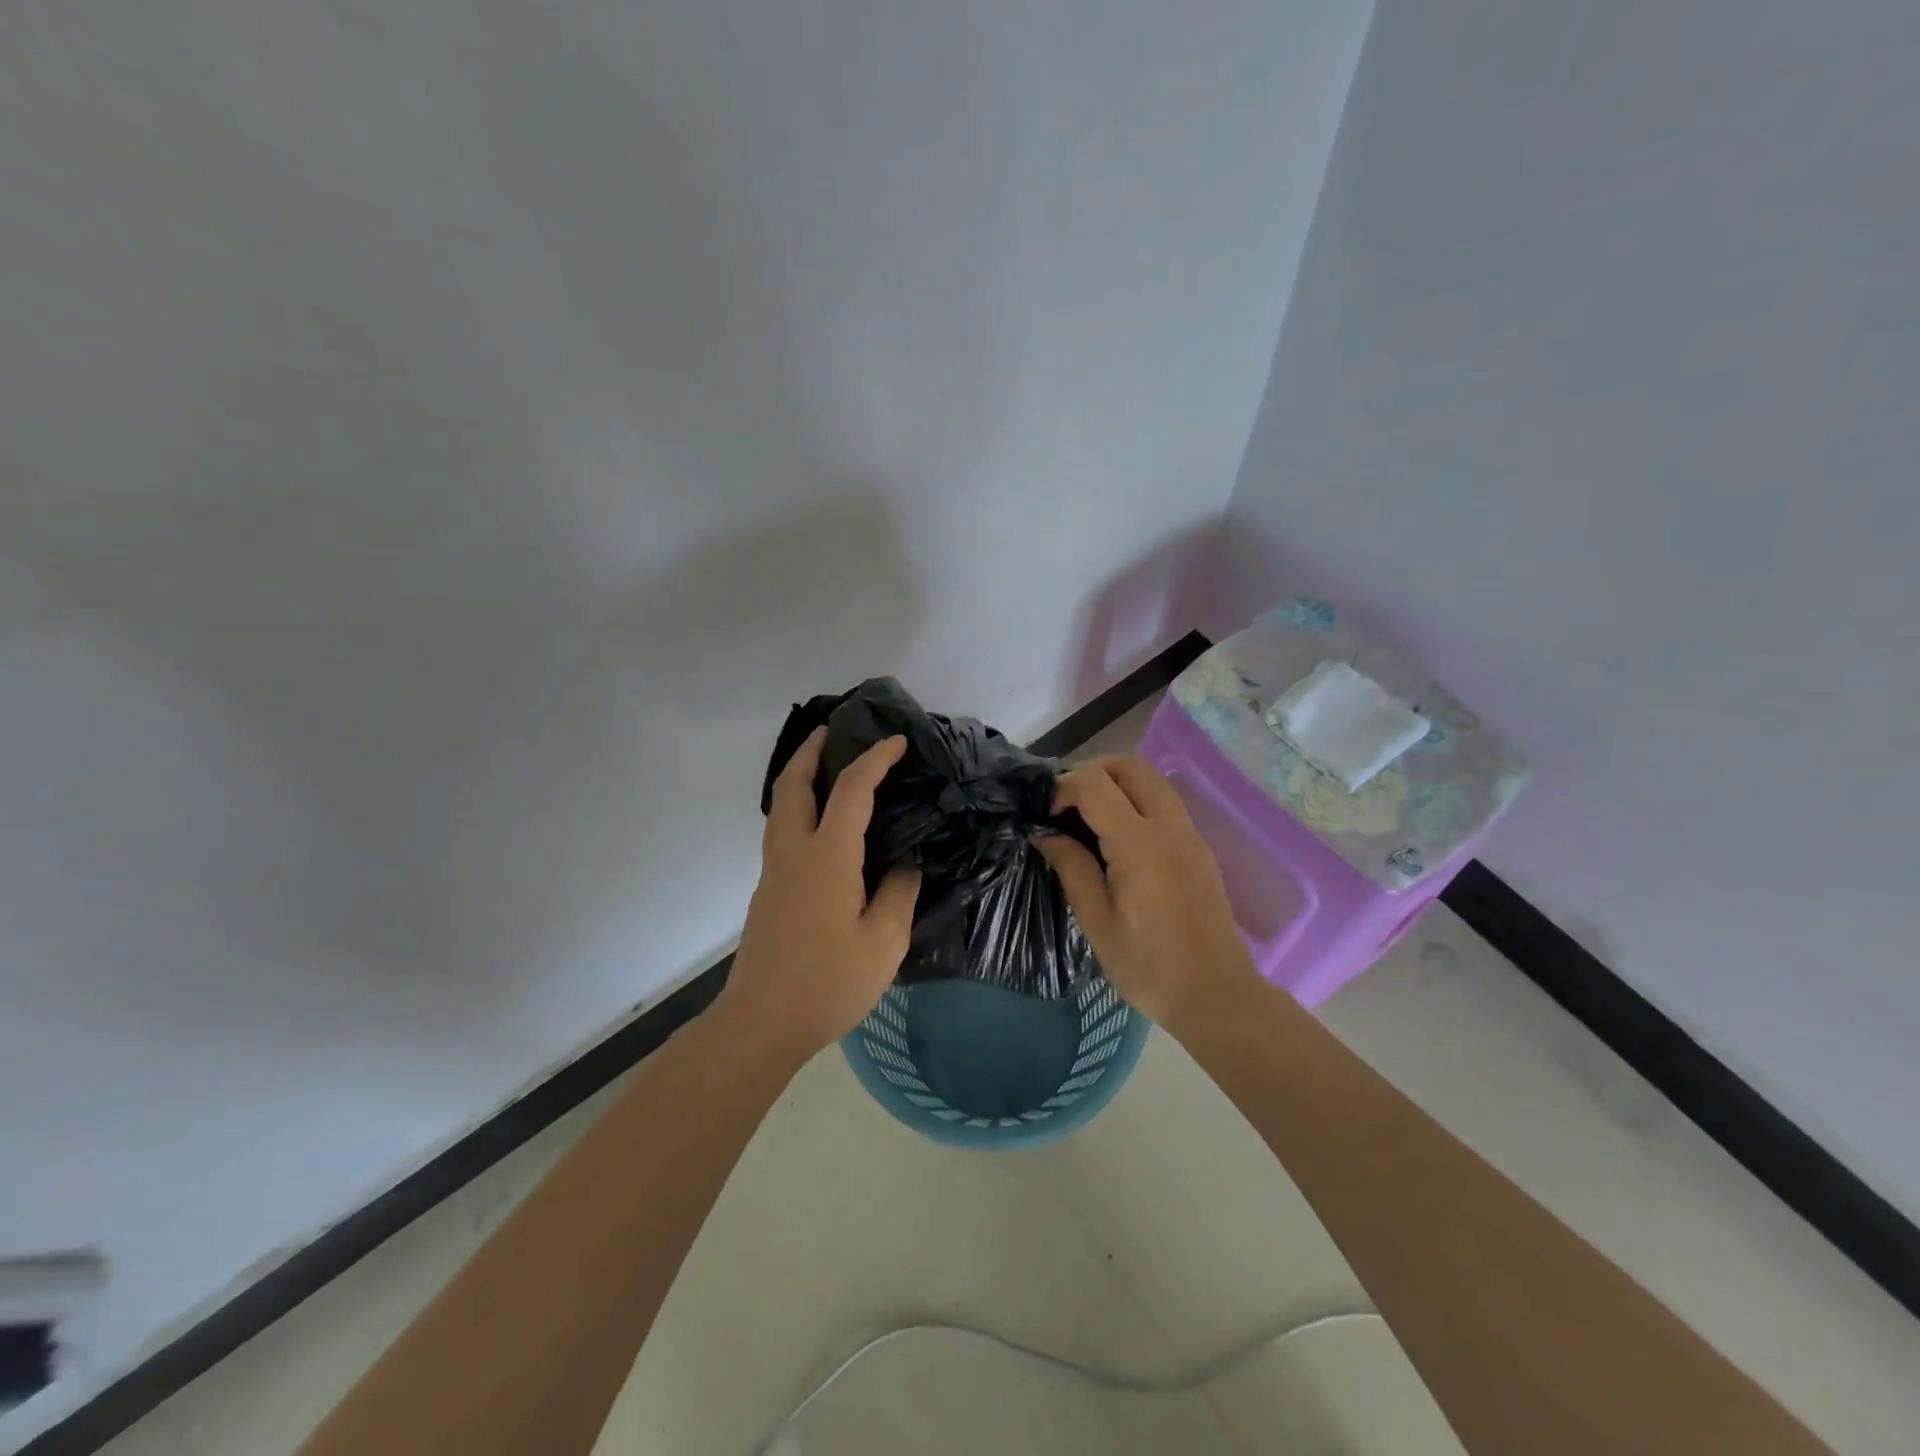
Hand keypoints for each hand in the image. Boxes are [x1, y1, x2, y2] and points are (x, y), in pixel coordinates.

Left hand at [719, 727, 921, 1062]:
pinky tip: (820, 821)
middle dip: (811, 750)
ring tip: (824, 765)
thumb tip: (905, 860)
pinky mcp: (767, 890)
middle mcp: (793, 852)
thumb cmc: (828, 982)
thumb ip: (899, 891)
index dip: (875, 759)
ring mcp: (773, 870)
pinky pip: (781, 828)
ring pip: (780, 805)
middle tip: (833, 731)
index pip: (852, 790)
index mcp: (827, 857)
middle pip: (793, 784)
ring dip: (799, 775)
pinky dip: (797, 804)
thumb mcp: (884, 941)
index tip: (897, 741)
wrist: (762, 1022)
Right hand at [1036, 755, 1260, 1034]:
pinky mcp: (1198, 846)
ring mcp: (1189, 833)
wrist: (1216, 994)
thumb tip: (1045, 833)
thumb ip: (1071, 867)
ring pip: (1150, 778)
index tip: (1044, 816)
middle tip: (1065, 805)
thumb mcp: (1097, 922)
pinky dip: (1135, 799)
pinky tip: (1116, 835)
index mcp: (1139, 844)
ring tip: (1087, 816)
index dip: (1062, 789)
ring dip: (1115, 782)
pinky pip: (1163, 801)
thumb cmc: (1149, 966)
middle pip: (1128, 765)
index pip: (1094, 784)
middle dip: (1090, 772)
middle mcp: (1168, 826)